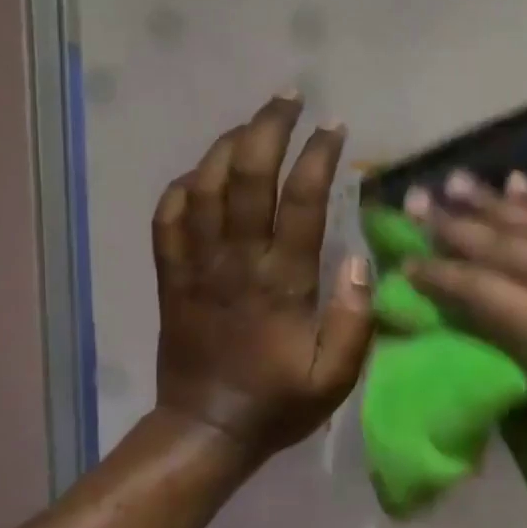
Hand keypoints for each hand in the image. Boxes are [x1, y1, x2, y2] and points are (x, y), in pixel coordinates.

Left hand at [153, 94, 371, 465]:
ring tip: (252, 123)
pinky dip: (183, 187)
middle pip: (246, 177)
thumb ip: (353, 320)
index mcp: (281, 283)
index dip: (318, 156)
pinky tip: (202, 174)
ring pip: (204, 187)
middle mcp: (236, 262)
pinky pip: (168, 218)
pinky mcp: (170, 276)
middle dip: (268, 128)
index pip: (300, 202)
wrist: (206, 429)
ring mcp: (196, 266)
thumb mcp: (335, 377)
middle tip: (289, 98)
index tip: (334, 127)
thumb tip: (359, 260)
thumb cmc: (278, 403)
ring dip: (228, 146)